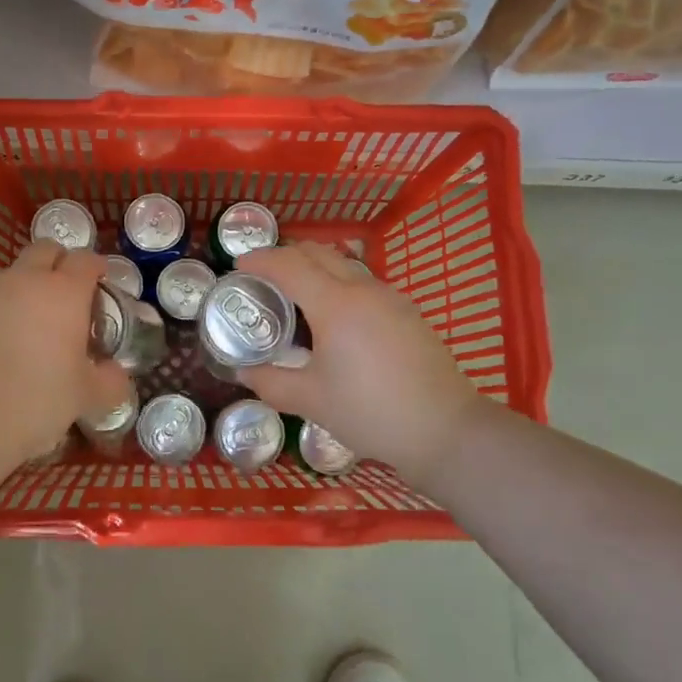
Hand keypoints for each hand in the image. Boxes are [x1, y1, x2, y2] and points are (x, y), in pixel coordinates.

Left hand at [0, 241, 131, 469]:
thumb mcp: (86, 396)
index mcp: (64, 292)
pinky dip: (1, 304)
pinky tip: (4, 335)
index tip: (103, 281)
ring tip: (34, 313)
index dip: (97, 267)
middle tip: (69, 290)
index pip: (85, 260)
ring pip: (12, 269)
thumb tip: (117, 375)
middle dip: (60, 261)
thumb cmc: (37, 399)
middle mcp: (26, 280)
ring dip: (26, 280)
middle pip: (45, 249)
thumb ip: (109, 382)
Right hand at [236, 243, 491, 485]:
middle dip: (285, 256)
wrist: (444, 429)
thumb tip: (243, 372)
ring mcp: (390, 297)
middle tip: (262, 277)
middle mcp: (363, 289)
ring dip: (314, 267)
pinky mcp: (407, 311)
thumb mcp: (311, 401)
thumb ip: (271, 382)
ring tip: (295, 294)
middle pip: (318, 253)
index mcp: (335, 304)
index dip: (259, 260)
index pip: (288, 265)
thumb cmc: (371, 412)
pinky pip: (363, 282)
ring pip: (344, 264)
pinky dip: (337, 283)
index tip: (237, 266)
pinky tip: (333, 316)